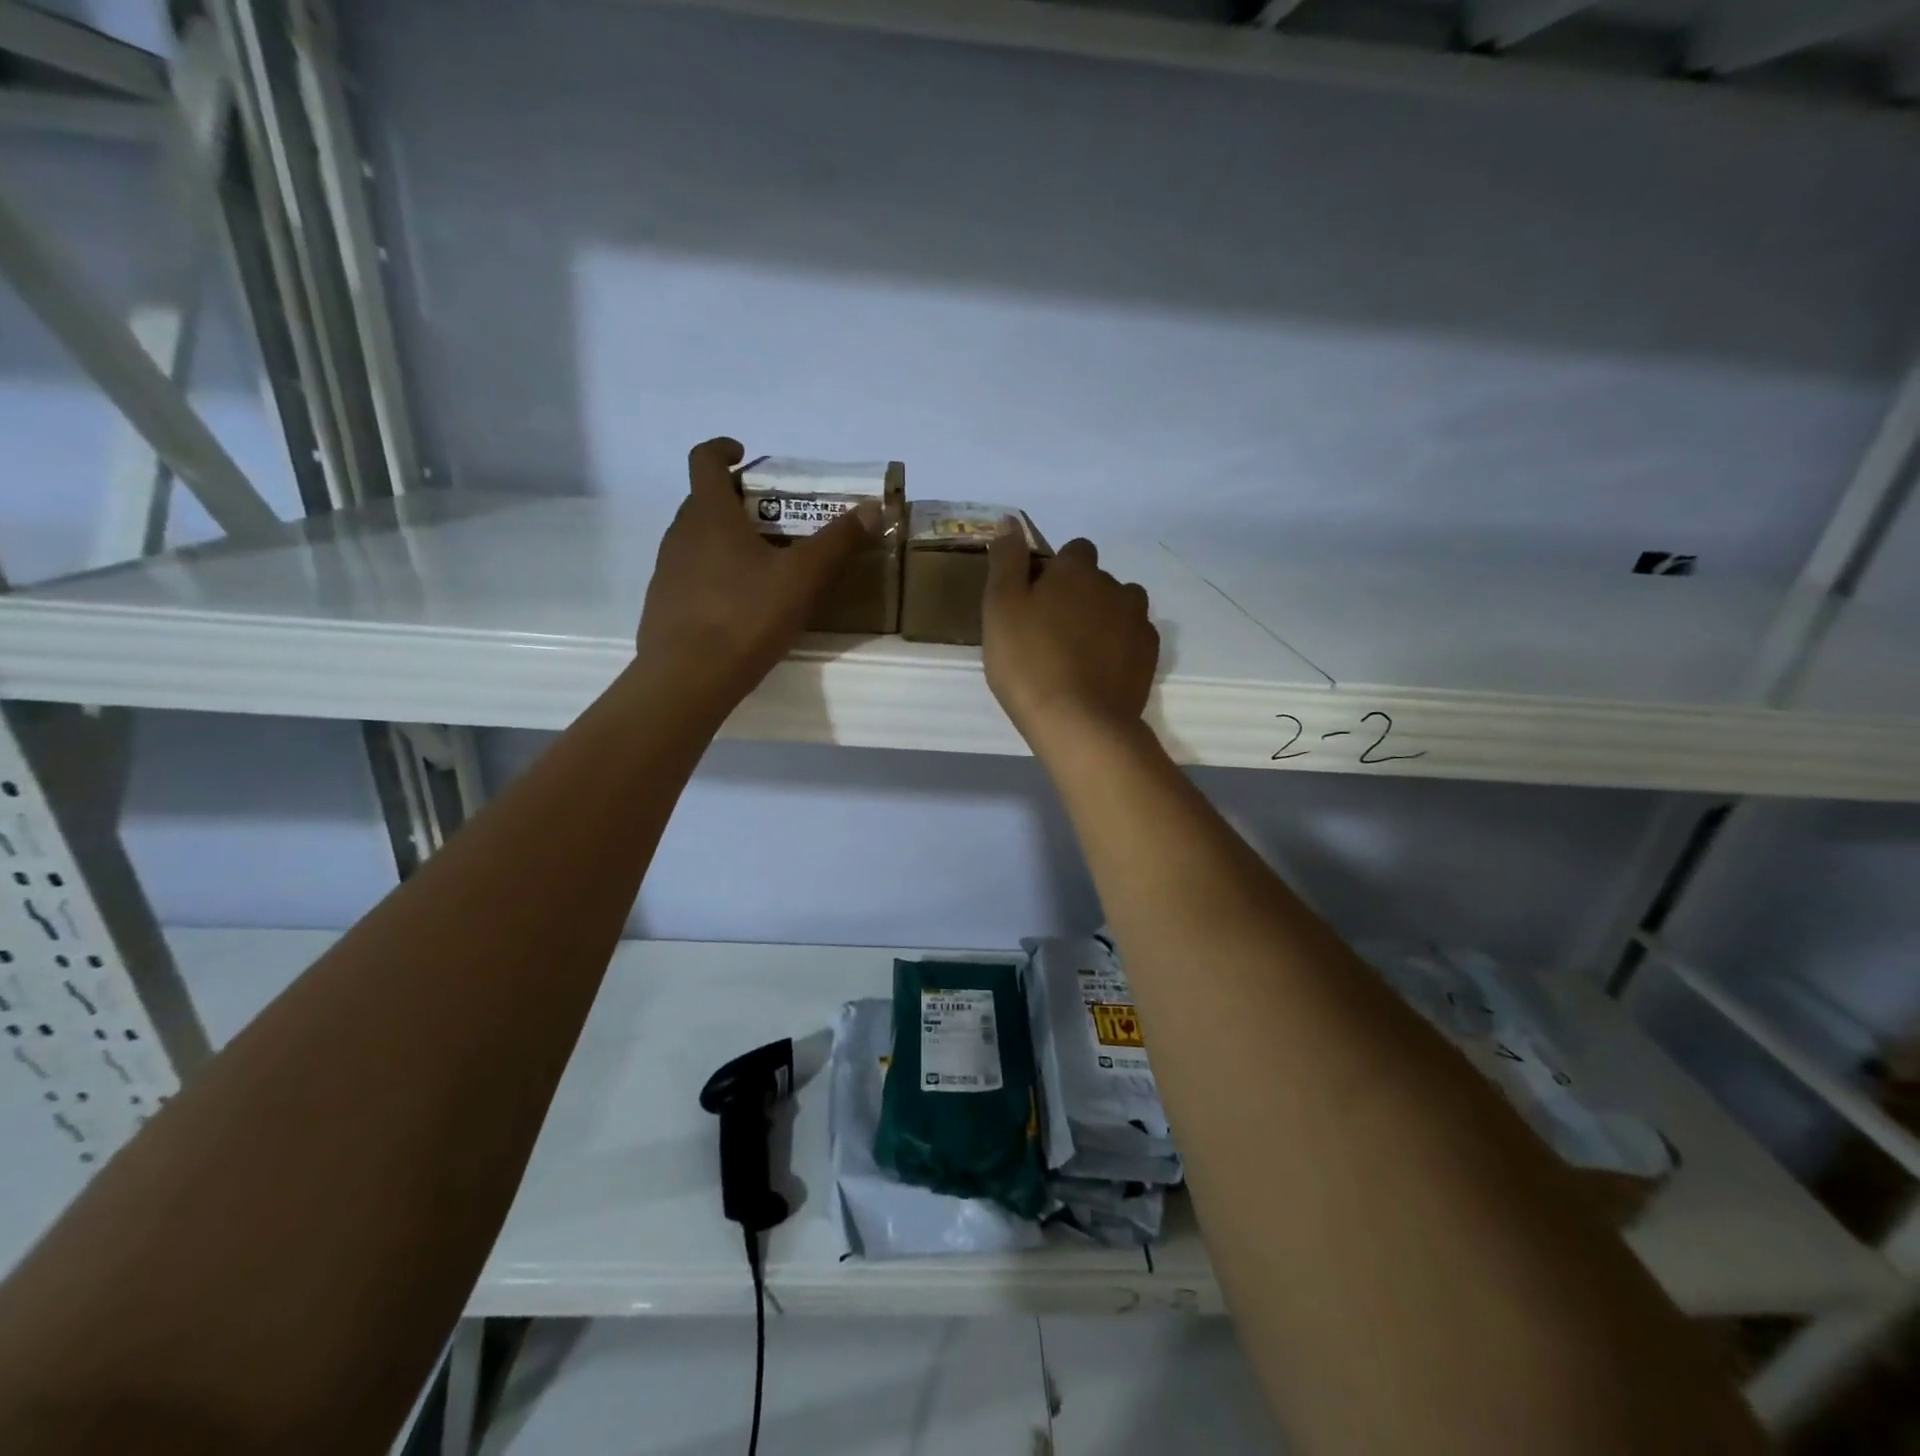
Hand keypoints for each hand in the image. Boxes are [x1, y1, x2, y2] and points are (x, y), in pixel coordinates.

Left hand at [635, 438, 878, 709]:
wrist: (687, 678)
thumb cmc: (746, 617)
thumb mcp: (802, 579)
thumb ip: (837, 541)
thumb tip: (872, 507)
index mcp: (710, 515)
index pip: (704, 459)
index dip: (723, 449)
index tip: (745, 453)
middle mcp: (680, 533)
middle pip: (704, 500)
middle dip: (737, 500)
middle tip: (774, 518)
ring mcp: (666, 570)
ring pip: (697, 538)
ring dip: (725, 538)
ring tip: (763, 563)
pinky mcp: (663, 603)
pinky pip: (691, 572)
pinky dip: (714, 572)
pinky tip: (741, 604)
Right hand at [983, 526, 1159, 757]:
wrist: (1079, 723)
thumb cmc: (1029, 662)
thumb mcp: (1000, 608)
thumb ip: (1006, 561)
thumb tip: (1011, 522)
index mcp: (1076, 571)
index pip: (1074, 551)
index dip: (1056, 572)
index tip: (1036, 600)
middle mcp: (1114, 586)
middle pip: (1098, 580)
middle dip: (1080, 596)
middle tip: (1051, 633)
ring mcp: (1137, 622)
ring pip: (1120, 607)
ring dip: (1104, 619)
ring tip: (1079, 653)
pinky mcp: (1150, 656)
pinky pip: (1134, 639)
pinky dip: (1120, 647)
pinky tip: (1100, 672)